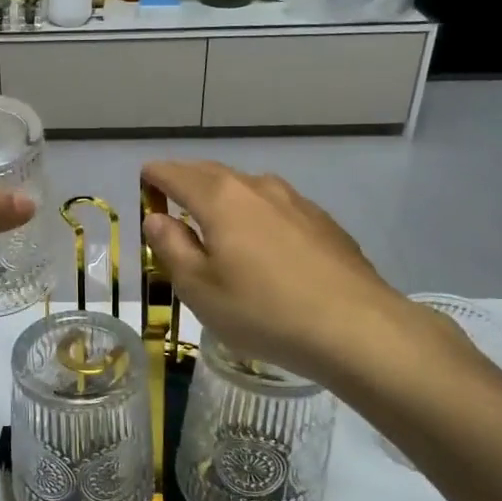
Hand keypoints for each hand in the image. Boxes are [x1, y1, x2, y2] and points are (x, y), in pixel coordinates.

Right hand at [140, 161, 471, 386]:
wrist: (357, 328)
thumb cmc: (264, 311)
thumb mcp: (200, 288)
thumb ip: (171, 247)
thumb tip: (157, 218)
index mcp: (220, 198)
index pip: (174, 173)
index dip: (154, 177)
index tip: (144, 187)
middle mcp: (257, 187)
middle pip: (211, 173)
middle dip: (186, 182)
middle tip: (171, 204)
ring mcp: (296, 201)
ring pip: (247, 188)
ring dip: (223, 199)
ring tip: (215, 225)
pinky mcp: (323, 222)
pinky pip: (276, 207)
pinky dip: (256, 215)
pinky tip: (263, 246)